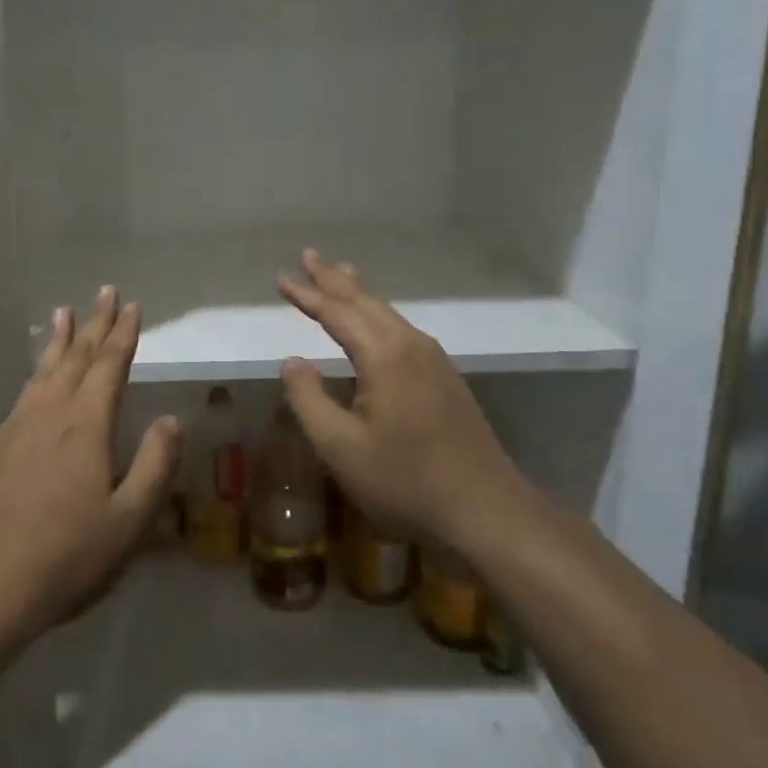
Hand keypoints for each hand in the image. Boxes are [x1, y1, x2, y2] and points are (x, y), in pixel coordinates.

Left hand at [0, 287, 182, 651]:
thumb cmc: (65, 557)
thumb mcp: (127, 521)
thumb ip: (154, 465)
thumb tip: (172, 419)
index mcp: (85, 425)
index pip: (109, 365)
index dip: (123, 333)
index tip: (132, 305)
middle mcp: (49, 413)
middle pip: (76, 357)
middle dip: (94, 323)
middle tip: (104, 292)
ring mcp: (16, 427)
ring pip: (44, 370)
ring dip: (59, 340)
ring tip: (64, 313)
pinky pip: (24, 392)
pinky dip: (38, 371)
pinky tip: (38, 378)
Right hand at [276, 250, 533, 554]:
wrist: (487, 511)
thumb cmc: (405, 481)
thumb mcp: (340, 447)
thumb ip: (309, 399)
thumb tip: (293, 361)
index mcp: (384, 355)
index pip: (336, 312)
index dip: (307, 295)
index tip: (281, 278)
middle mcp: (411, 345)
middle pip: (365, 302)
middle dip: (333, 279)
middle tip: (308, 256)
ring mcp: (434, 360)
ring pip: (387, 313)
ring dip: (358, 293)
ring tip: (339, 273)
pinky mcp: (445, 378)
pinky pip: (401, 330)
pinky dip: (377, 314)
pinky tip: (375, 321)